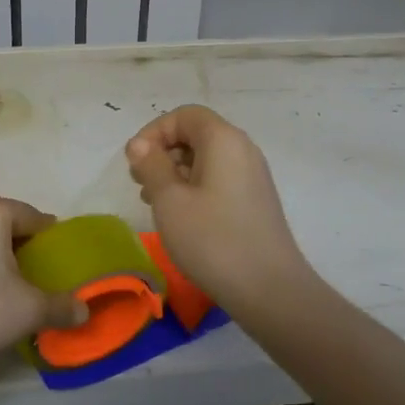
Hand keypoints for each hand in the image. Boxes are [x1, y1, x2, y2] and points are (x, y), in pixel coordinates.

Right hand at [126, 105, 314, 317]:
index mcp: (223, 140)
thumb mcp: (169, 201)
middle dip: (163, 153)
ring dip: (176, 173)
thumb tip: (140, 144)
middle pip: (196, 134)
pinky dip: (194, 188)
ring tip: (156, 204)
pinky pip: (219, 179)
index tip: (134, 163)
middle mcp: (243, 149)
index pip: (184, 115)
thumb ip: (151, 165)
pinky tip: (181, 218)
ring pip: (206, 159)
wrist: (269, 289)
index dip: (154, 132)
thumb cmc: (213, 240)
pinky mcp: (255, 200)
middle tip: (141, 185)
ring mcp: (253, 176)